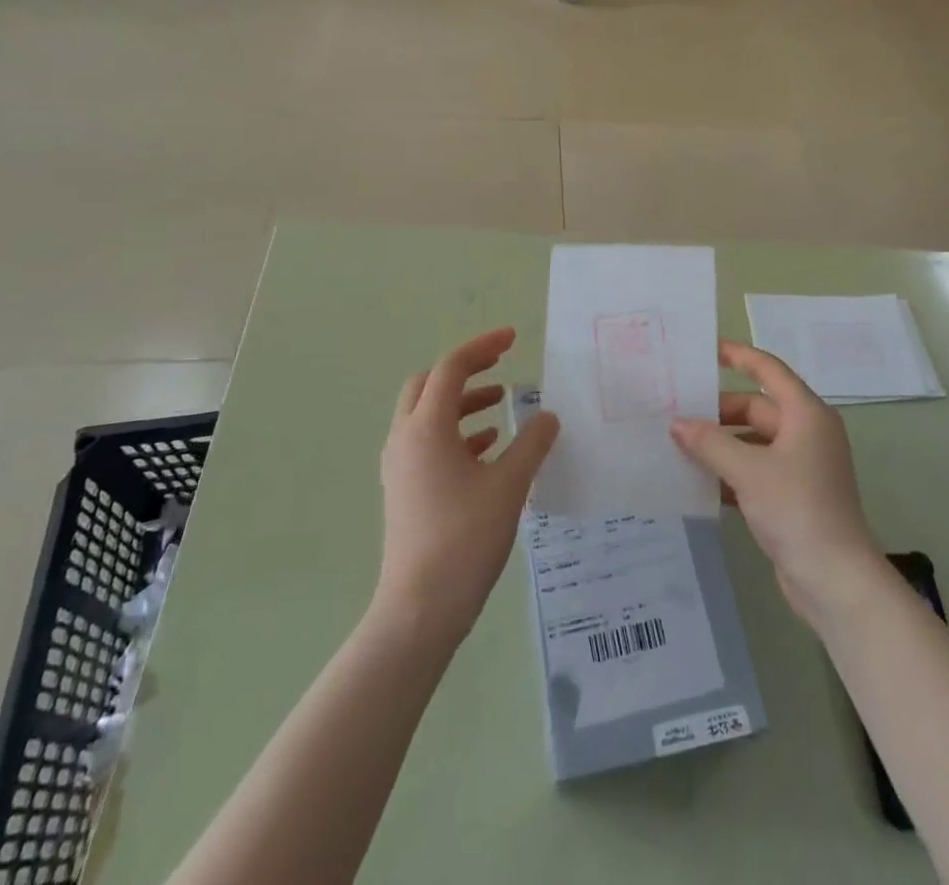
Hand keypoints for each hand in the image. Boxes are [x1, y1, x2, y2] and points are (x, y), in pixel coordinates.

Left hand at [375, 328, 559, 644]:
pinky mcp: (403, 489)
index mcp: (426, 427)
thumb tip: (548, 415)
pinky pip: (428, 443)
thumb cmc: (464, 539)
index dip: (483, 346)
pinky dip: (456, 433)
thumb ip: (532, 443)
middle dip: (466, 370)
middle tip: (501, 366)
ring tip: (501, 405)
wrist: (419, 609)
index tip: (514, 339)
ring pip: (427, 414)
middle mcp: (405, 438)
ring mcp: (399, 465)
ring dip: (462, 402)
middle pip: (429, 384)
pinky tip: (488, 448)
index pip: (452, 367)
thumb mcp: (509, 486)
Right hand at [671, 339, 885, 626]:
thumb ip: (710, 443)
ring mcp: (801, 466)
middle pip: (757, 407)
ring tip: (678, 444)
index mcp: (806, 414)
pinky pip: (755, 470)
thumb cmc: (797, 509)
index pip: (768, 371)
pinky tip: (698, 480)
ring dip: (720, 444)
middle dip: (718, 411)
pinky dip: (730, 472)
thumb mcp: (748, 471)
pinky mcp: (793, 496)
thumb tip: (677, 423)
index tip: (706, 349)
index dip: (738, 356)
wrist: (836, 580)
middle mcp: (807, 433)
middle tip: (676, 410)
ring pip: (753, 441)